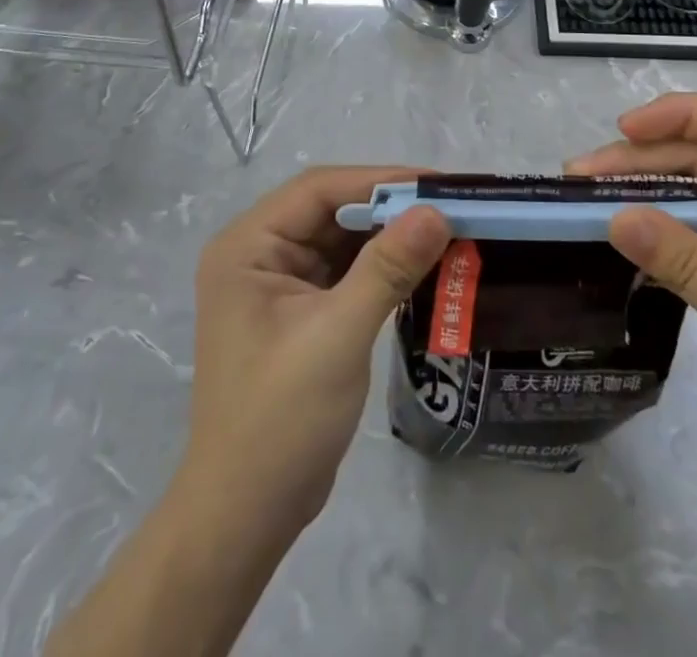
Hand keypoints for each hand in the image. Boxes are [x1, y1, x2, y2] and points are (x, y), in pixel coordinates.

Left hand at [174, 166, 451, 538]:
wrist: (246, 515)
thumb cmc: (281, 419)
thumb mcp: (338, 335)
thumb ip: (387, 268)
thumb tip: (436, 212)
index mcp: (248, 245)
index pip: (318, 189)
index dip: (378, 180)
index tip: (437, 184)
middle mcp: (258, 253)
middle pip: (330, 210)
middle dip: (388, 208)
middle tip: (449, 206)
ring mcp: (276, 283)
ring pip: (340, 239)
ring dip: (388, 236)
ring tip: (445, 230)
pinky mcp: (297, 311)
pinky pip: (344, 271)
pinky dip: (380, 266)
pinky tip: (421, 266)